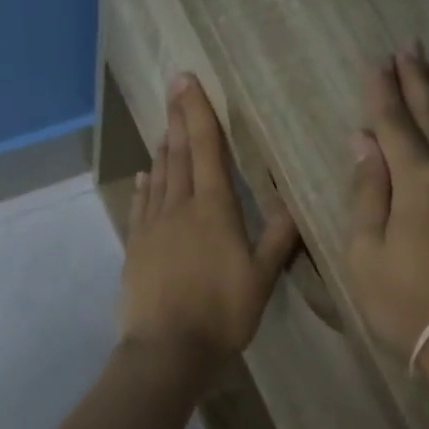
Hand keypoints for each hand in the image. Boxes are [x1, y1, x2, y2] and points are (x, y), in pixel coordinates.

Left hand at [122, 75, 299, 382]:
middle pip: (178, 155)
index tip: (188, 80)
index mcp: (213, 209)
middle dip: (178, 119)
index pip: (206, 149)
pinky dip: (144, 187)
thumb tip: (292, 200)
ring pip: (158, 177)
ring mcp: (152, 228)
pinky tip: (144, 176)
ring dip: (162, 149)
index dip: (199, 113)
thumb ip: (278, 237)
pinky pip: (140, 208)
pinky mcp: (135, 249)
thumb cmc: (222, 313)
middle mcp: (179, 208)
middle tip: (174, 86)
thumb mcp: (262, 277)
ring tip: (164, 126)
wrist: (167, 349)